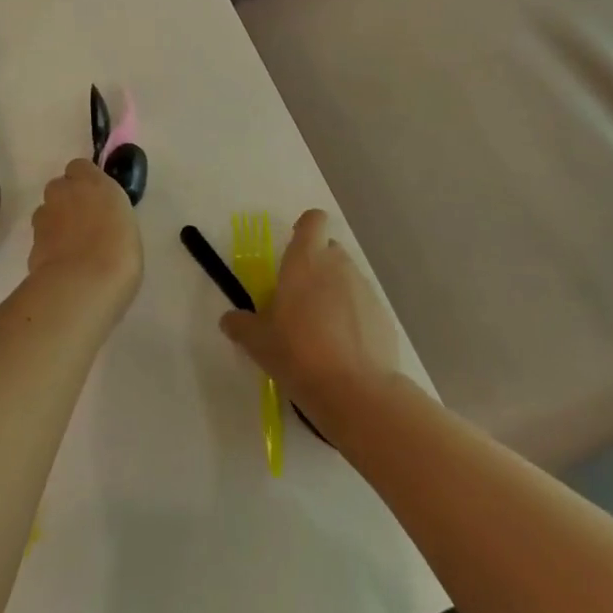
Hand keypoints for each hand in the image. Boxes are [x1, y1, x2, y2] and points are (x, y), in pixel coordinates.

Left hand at [28, 159, 143, 314]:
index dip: (86, 181)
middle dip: (67, 200)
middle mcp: (63, 193)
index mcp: (92, 182)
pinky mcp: (31, 244)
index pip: (79, 167)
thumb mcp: (127, 224)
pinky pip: (42, 238)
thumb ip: (110, 212)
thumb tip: (102, 218)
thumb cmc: (119, 251)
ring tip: (74, 247)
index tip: (97, 198)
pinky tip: (64, 265)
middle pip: (59, 188)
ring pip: (47, 212)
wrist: (83, 285)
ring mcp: (43, 218)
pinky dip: (50, 247)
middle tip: (85, 223)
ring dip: (56, 223)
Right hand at [219, 210, 400, 429]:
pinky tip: (344, 349)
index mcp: (306, 260)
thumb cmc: (299, 354)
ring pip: (347, 278)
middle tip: (300, 299)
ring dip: (335, 292)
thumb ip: (241, 325)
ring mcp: (365, 289)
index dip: (305, 228)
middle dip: (317, 266)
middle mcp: (338, 265)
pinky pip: (363, 306)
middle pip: (329, 250)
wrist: (356, 391)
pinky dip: (354, 318)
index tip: (294, 248)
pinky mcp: (383, 315)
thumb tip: (229, 320)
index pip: (313, 221)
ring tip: (321, 330)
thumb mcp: (259, 343)